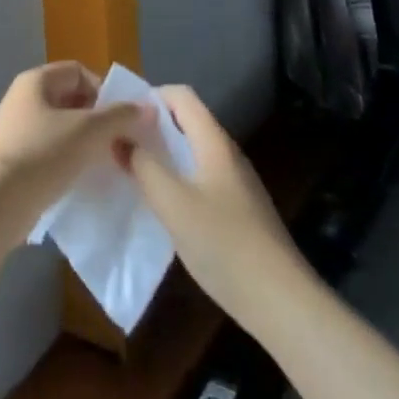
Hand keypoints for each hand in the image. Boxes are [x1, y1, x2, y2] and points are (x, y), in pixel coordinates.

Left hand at [0, 61, 147, 245]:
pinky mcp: (17, 157)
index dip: (103, 90)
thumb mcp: (89, 130)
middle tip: (119, 142)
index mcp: (35, 81)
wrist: (1, 200)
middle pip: (71, 98)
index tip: (120, 119)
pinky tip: (84, 175)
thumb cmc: (45, 153)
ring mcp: (17, 128)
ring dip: (87, 140)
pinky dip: (70, 157)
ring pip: (63, 126)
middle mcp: (23, 98)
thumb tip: (146, 108)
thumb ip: (120, 116)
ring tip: (105, 161)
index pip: (78, 71)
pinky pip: (52, 148)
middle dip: (98, 118)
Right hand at [125, 85, 307, 327]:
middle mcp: (227, 155)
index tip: (121, 114)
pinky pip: (200, 178)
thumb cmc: (224, 243)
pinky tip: (160, 203)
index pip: (182, 96)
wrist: (281, 302)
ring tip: (131, 169)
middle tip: (118, 142)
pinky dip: (176, 179)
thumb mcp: (172, 202)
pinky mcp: (237, 211)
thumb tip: (119, 138)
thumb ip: (143, 166)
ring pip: (192, 152)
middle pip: (187, 122)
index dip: (150, 96)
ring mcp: (235, 184)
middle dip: (152, 126)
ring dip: (162, 154)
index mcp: (214, 143)